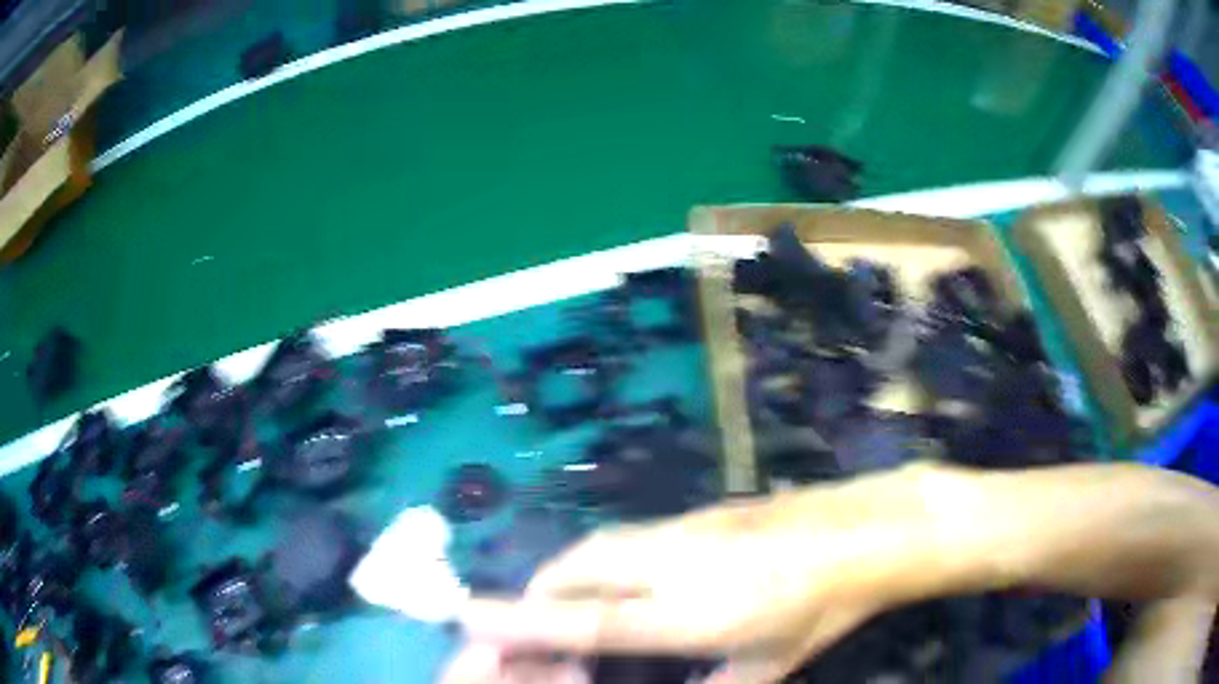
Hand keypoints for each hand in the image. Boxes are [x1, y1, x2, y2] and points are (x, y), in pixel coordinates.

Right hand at [445, 464, 957, 683]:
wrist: (872, 531)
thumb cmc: (827, 607)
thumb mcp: (775, 662)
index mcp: (695, 614)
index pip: (587, 620)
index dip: (522, 621)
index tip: (470, 616)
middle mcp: (678, 565)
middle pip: (580, 568)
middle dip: (541, 589)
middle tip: (530, 613)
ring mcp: (690, 528)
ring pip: (604, 543)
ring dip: (572, 569)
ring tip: (568, 594)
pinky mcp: (705, 508)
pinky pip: (635, 533)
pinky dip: (609, 554)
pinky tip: (628, 571)